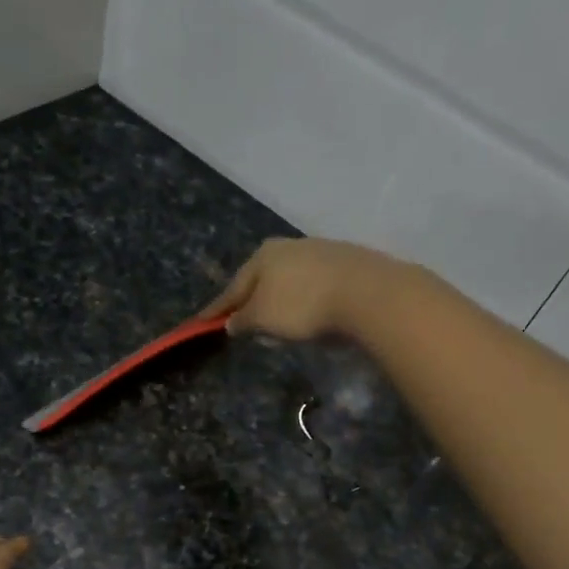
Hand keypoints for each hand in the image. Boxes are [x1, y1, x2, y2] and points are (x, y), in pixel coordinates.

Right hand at [200, 236, 410, 341]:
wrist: (367, 293)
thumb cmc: (303, 305)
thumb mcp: (264, 318)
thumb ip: (243, 320)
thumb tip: (231, 322)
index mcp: (263, 255)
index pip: (233, 287)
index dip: (218, 308)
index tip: (201, 322)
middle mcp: (289, 246)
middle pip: (262, 278)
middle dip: (251, 298)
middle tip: (241, 319)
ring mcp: (320, 251)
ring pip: (289, 279)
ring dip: (280, 298)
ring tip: (276, 320)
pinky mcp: (346, 263)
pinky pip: (313, 284)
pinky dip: (304, 298)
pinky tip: (308, 311)